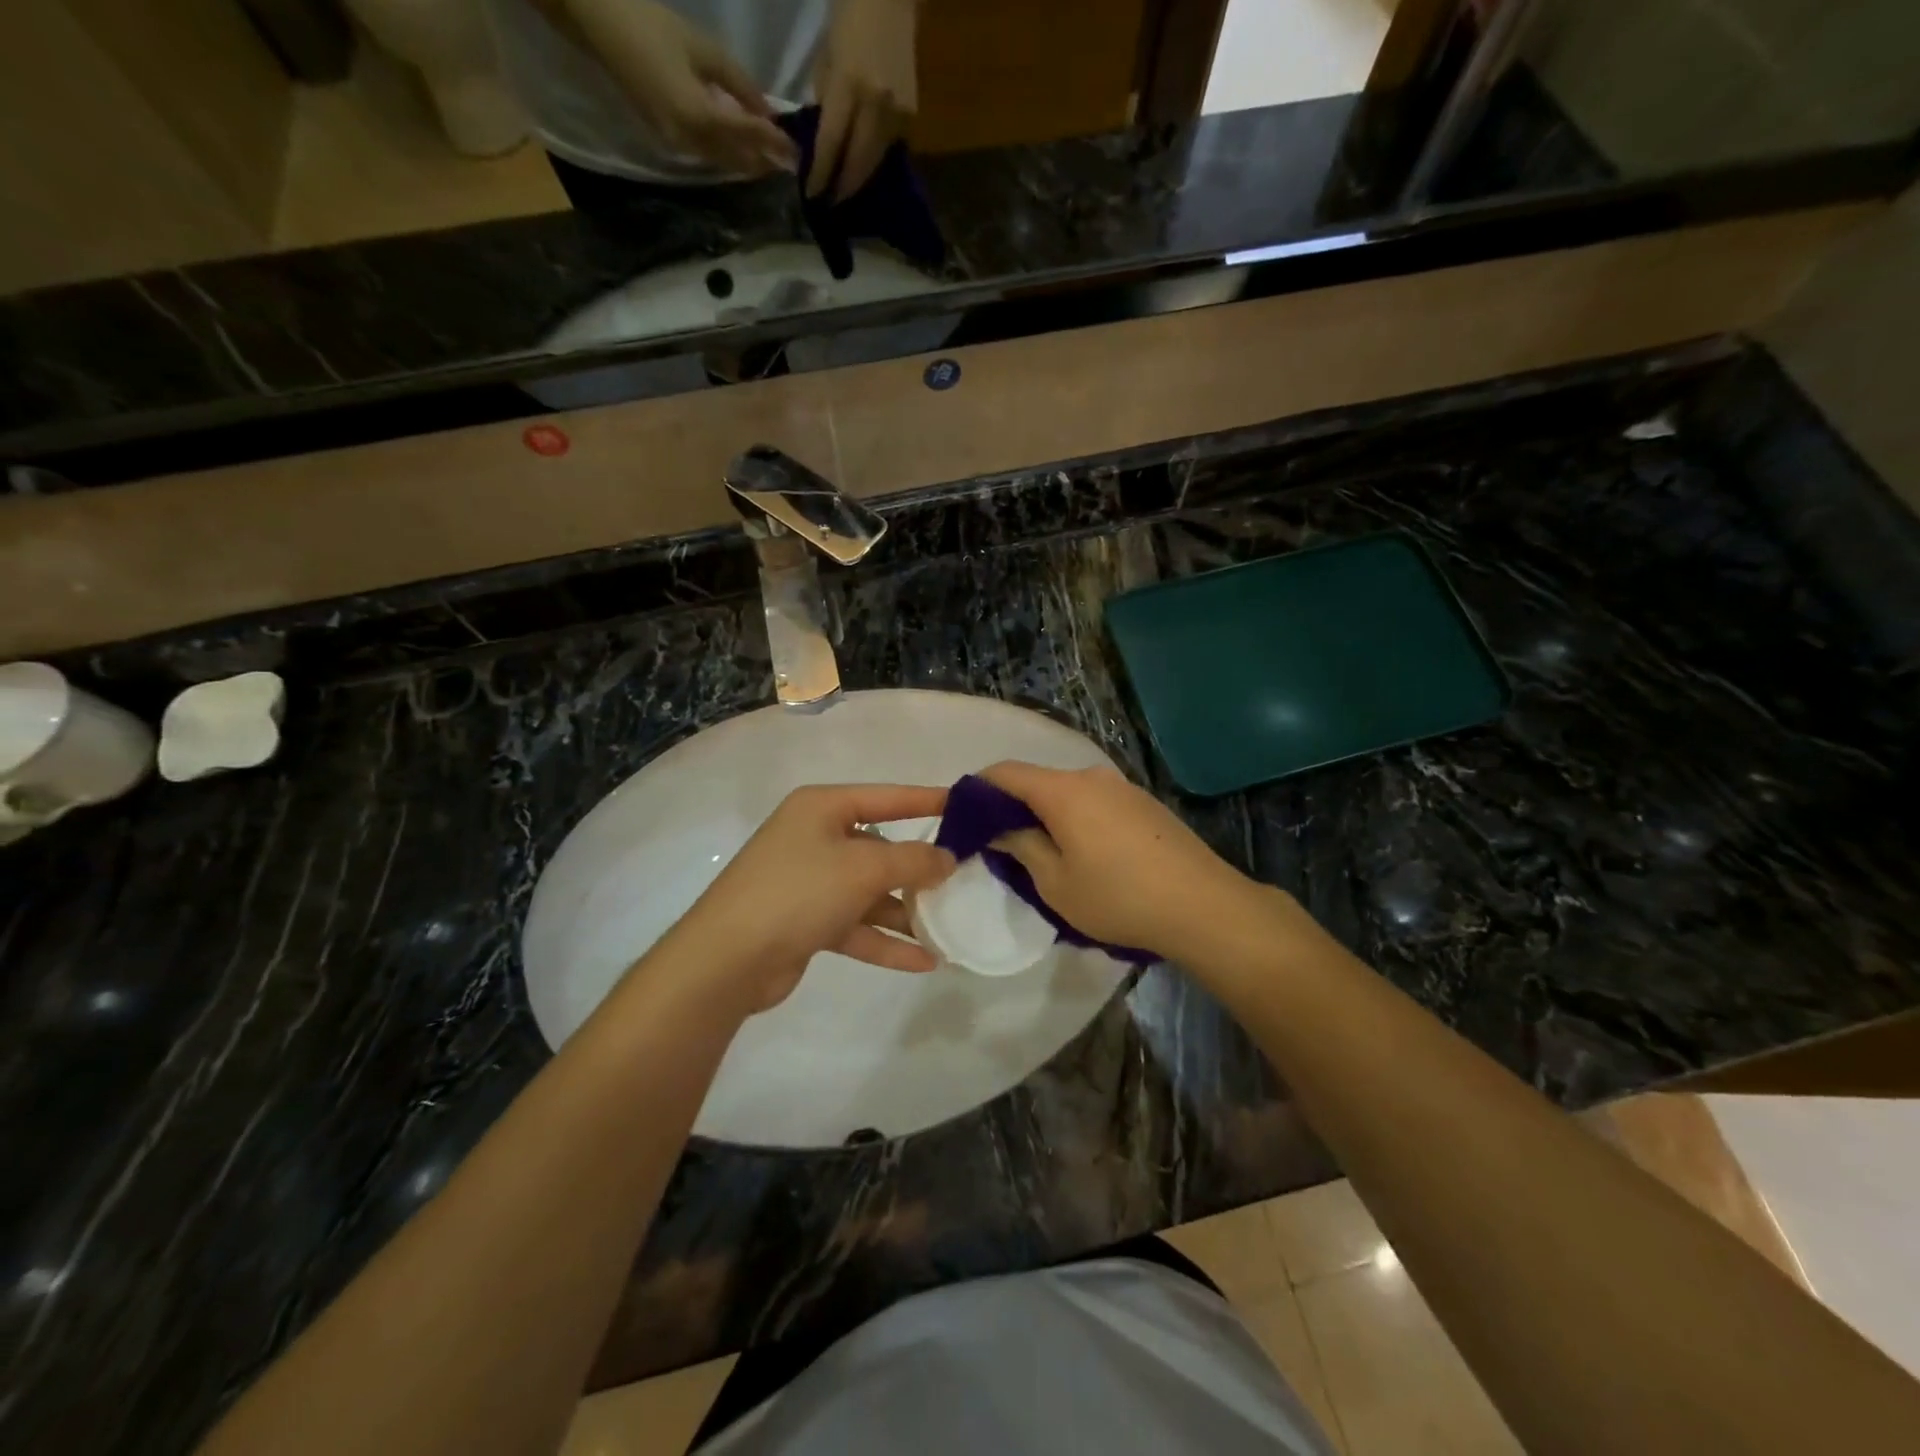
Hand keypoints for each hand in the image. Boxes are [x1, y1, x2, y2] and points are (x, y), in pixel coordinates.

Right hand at [564, 0, 799, 176]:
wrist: (599, 25)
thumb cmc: (652, 25)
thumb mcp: (704, 48)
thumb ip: (739, 84)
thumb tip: (769, 110)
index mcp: (699, 115)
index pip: (748, 136)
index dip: (774, 144)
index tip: (797, 151)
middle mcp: (691, 140)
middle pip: (738, 160)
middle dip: (765, 162)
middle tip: (790, 163)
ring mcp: (678, 145)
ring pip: (725, 163)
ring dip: (750, 164)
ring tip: (774, 161)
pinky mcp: (670, 141)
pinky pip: (709, 156)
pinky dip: (731, 156)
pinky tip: (745, 152)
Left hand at [661, 784, 954, 1013]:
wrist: (727, 959)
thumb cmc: (799, 891)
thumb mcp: (863, 868)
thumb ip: (913, 861)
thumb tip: (947, 858)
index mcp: (822, 808)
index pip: (886, 797)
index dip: (927, 800)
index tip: (966, 806)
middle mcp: (815, 838)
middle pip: (880, 847)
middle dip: (919, 867)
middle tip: (964, 877)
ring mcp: (809, 882)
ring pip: (870, 891)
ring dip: (905, 911)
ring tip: (950, 926)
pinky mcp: (806, 922)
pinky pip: (856, 926)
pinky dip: (886, 941)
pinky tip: (925, 961)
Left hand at [809, 0, 917, 198]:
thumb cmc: (850, 18)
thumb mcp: (827, 58)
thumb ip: (826, 103)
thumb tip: (825, 143)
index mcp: (850, 86)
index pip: (831, 144)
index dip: (822, 174)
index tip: (813, 196)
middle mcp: (877, 106)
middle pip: (858, 163)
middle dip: (844, 187)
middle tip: (832, 203)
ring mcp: (898, 113)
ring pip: (875, 161)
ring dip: (860, 178)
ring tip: (846, 190)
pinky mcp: (911, 116)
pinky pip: (889, 147)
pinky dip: (874, 159)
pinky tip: (864, 166)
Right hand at [982, 762, 1259, 960]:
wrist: (1204, 906)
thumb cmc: (1118, 897)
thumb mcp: (1055, 883)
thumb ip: (1021, 847)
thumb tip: (1000, 828)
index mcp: (1063, 791)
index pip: (1004, 772)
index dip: (977, 789)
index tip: (962, 815)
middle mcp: (1091, 777)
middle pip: (1037, 781)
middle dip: (1012, 806)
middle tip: (998, 842)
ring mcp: (1122, 787)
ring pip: (1068, 792)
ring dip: (1046, 814)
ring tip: (1041, 852)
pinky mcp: (1144, 804)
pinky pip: (1095, 802)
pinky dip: (1075, 818)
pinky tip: (1084, 853)